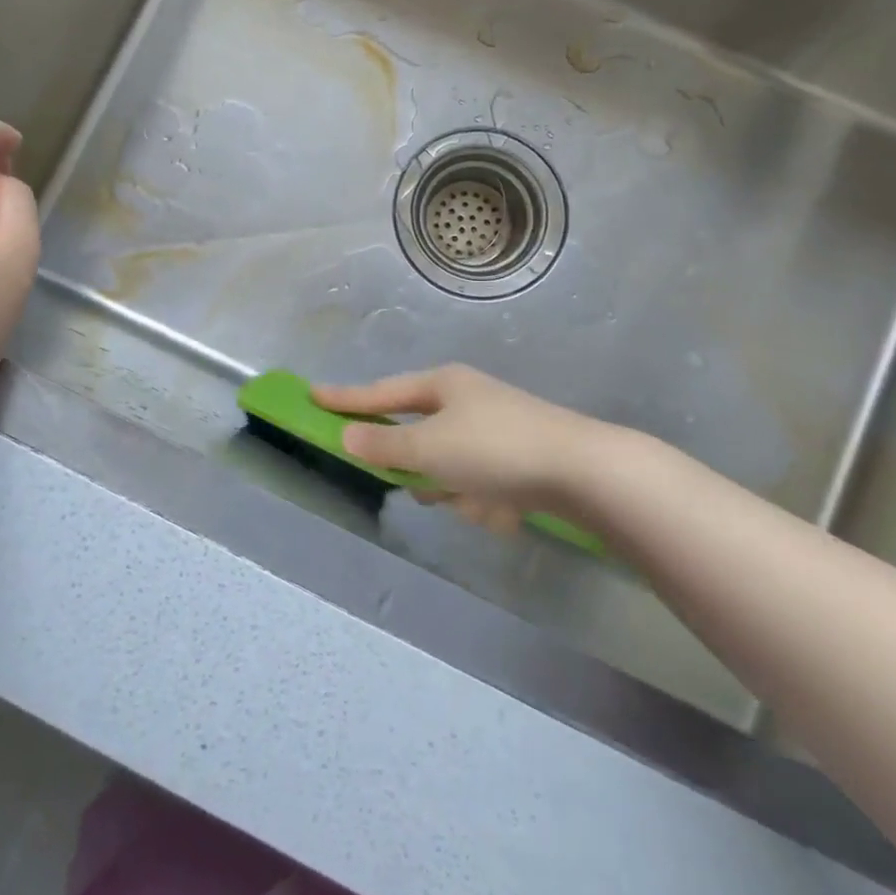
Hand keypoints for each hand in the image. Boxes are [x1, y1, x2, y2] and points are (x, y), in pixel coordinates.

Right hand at [313, 366, 647, 526]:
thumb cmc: (495, 450)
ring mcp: (494, 429)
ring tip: (481, 500)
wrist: (583, 471)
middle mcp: (467, 400)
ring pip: (448, 469)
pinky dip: (485, 501)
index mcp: (443, 385)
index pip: (380, 392)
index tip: (312, 395)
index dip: (345, 399)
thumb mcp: (431, 448)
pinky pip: (479, 485)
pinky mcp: (517, 460)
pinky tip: (506, 509)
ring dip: (457, 491)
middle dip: (422, 469)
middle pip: (418, 438)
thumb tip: (348, 437)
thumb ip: (384, 446)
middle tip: (427, 483)